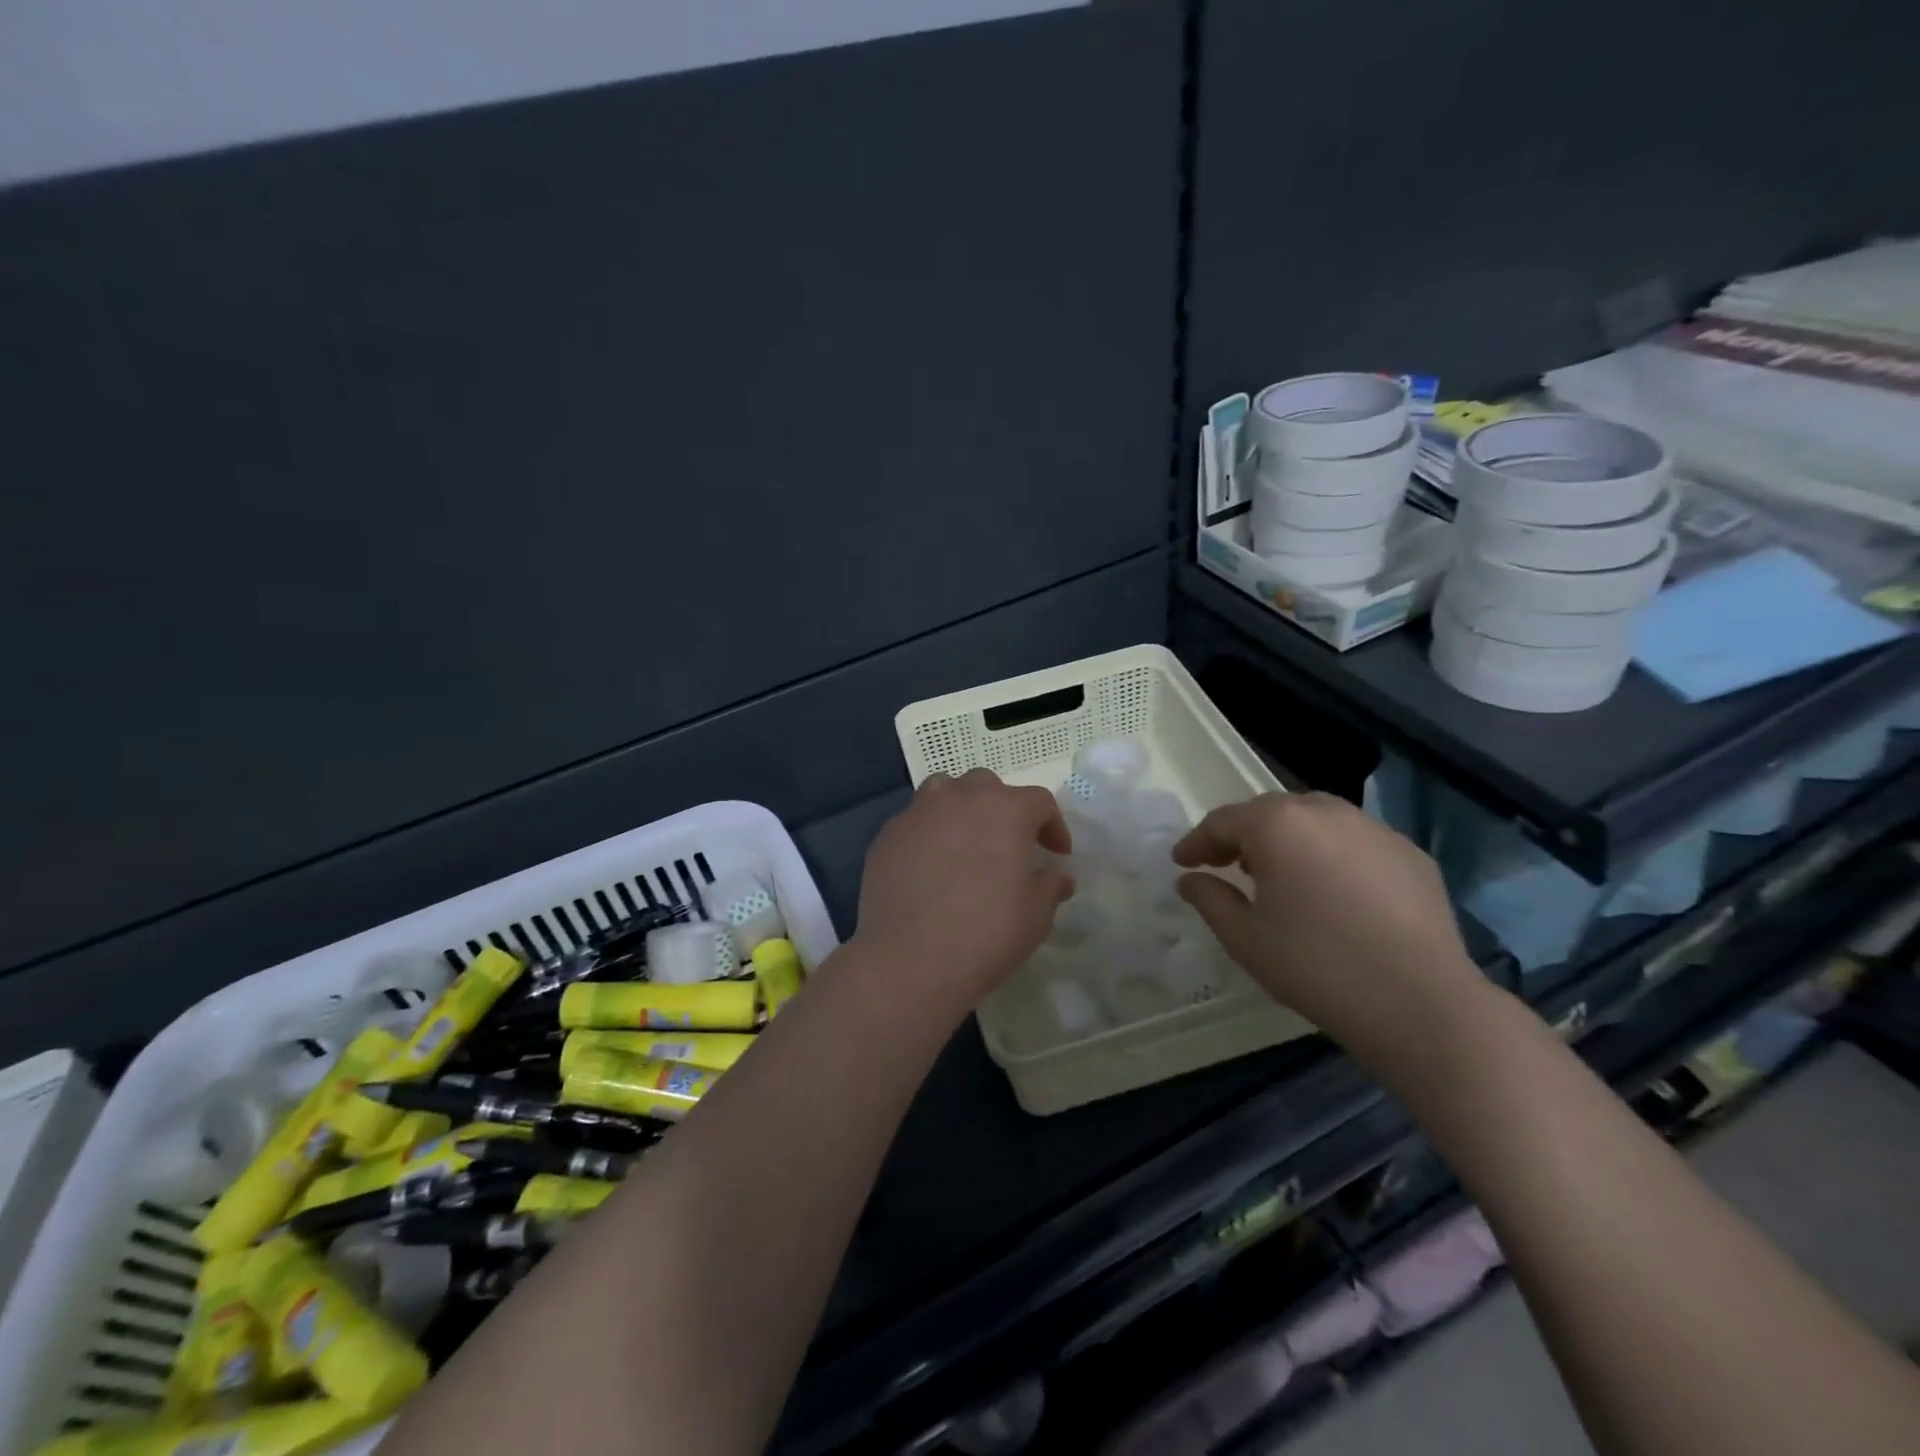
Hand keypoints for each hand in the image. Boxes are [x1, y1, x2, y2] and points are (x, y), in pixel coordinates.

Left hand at [854, 770, 1072, 1011]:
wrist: (909, 960)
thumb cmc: (986, 933)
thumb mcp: (1037, 914)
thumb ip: (1051, 884)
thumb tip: (1057, 875)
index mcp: (1005, 809)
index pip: (1039, 802)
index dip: (1053, 826)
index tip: (1056, 854)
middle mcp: (960, 798)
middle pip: (988, 787)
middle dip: (1004, 810)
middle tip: (1009, 845)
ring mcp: (918, 813)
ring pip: (945, 792)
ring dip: (961, 810)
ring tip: (966, 843)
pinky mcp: (887, 835)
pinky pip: (915, 823)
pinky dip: (929, 835)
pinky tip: (930, 867)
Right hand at [1173, 792, 1491, 1081]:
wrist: (1421, 1004)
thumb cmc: (1316, 967)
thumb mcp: (1244, 938)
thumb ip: (1209, 898)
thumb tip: (1190, 879)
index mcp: (1278, 825)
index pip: (1223, 821)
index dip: (1196, 841)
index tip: (1182, 862)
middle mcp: (1326, 812)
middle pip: (1270, 812)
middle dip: (1243, 835)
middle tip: (1227, 866)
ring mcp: (1375, 829)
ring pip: (1316, 820)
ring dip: (1288, 840)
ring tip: (1280, 875)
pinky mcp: (1411, 854)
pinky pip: (1355, 842)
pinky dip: (1332, 855)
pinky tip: (1333, 892)